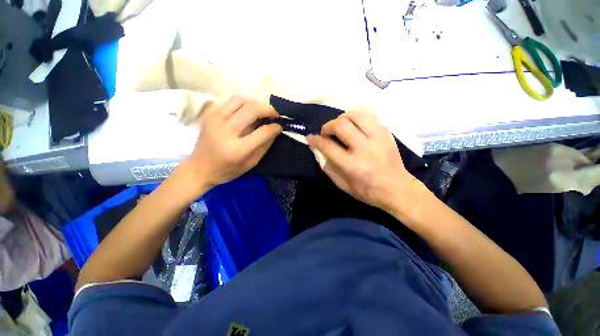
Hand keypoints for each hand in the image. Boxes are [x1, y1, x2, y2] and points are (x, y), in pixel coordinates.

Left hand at [182, 95, 281, 189]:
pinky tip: (246, 112)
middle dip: (268, 109)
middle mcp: (226, 130)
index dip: (275, 127)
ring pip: (241, 99)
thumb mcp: (251, 164)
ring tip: (261, 111)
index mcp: (237, 149)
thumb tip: (275, 129)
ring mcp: (215, 119)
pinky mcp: (209, 113)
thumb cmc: (227, 170)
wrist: (199, 167)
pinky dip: (243, 103)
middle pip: (252, 109)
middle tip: (274, 115)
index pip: (263, 132)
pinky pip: (230, 101)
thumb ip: (265, 146)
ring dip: (256, 103)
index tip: (279, 126)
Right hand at [307, 110, 420, 212]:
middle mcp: (364, 148)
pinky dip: (357, 117)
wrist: (398, 189)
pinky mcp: (386, 133)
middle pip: (341, 125)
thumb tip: (319, 151)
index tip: (310, 138)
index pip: (328, 146)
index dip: (315, 140)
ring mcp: (378, 138)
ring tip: (340, 126)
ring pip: (356, 115)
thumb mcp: (343, 186)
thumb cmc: (368, 191)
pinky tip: (354, 125)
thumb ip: (328, 168)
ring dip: (343, 118)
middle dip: (328, 126)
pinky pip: (369, 115)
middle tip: (326, 133)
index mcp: (352, 165)